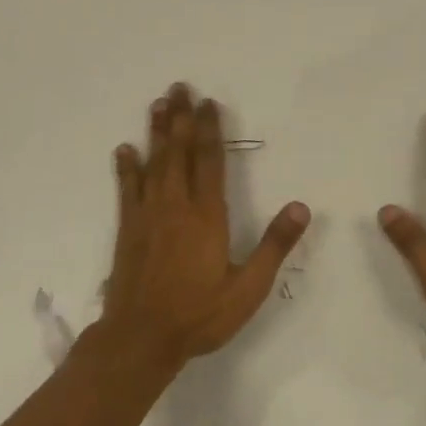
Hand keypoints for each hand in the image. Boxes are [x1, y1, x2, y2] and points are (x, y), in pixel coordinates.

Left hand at [102, 82, 310, 365]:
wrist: (141, 338)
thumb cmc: (200, 314)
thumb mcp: (248, 287)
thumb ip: (274, 245)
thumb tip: (301, 207)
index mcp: (207, 216)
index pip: (210, 161)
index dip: (209, 130)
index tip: (209, 103)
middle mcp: (175, 206)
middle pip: (178, 152)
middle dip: (180, 118)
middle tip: (179, 87)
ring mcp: (147, 216)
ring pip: (152, 163)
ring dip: (155, 132)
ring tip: (157, 104)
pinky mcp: (128, 230)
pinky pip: (127, 189)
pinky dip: (126, 168)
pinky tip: (124, 149)